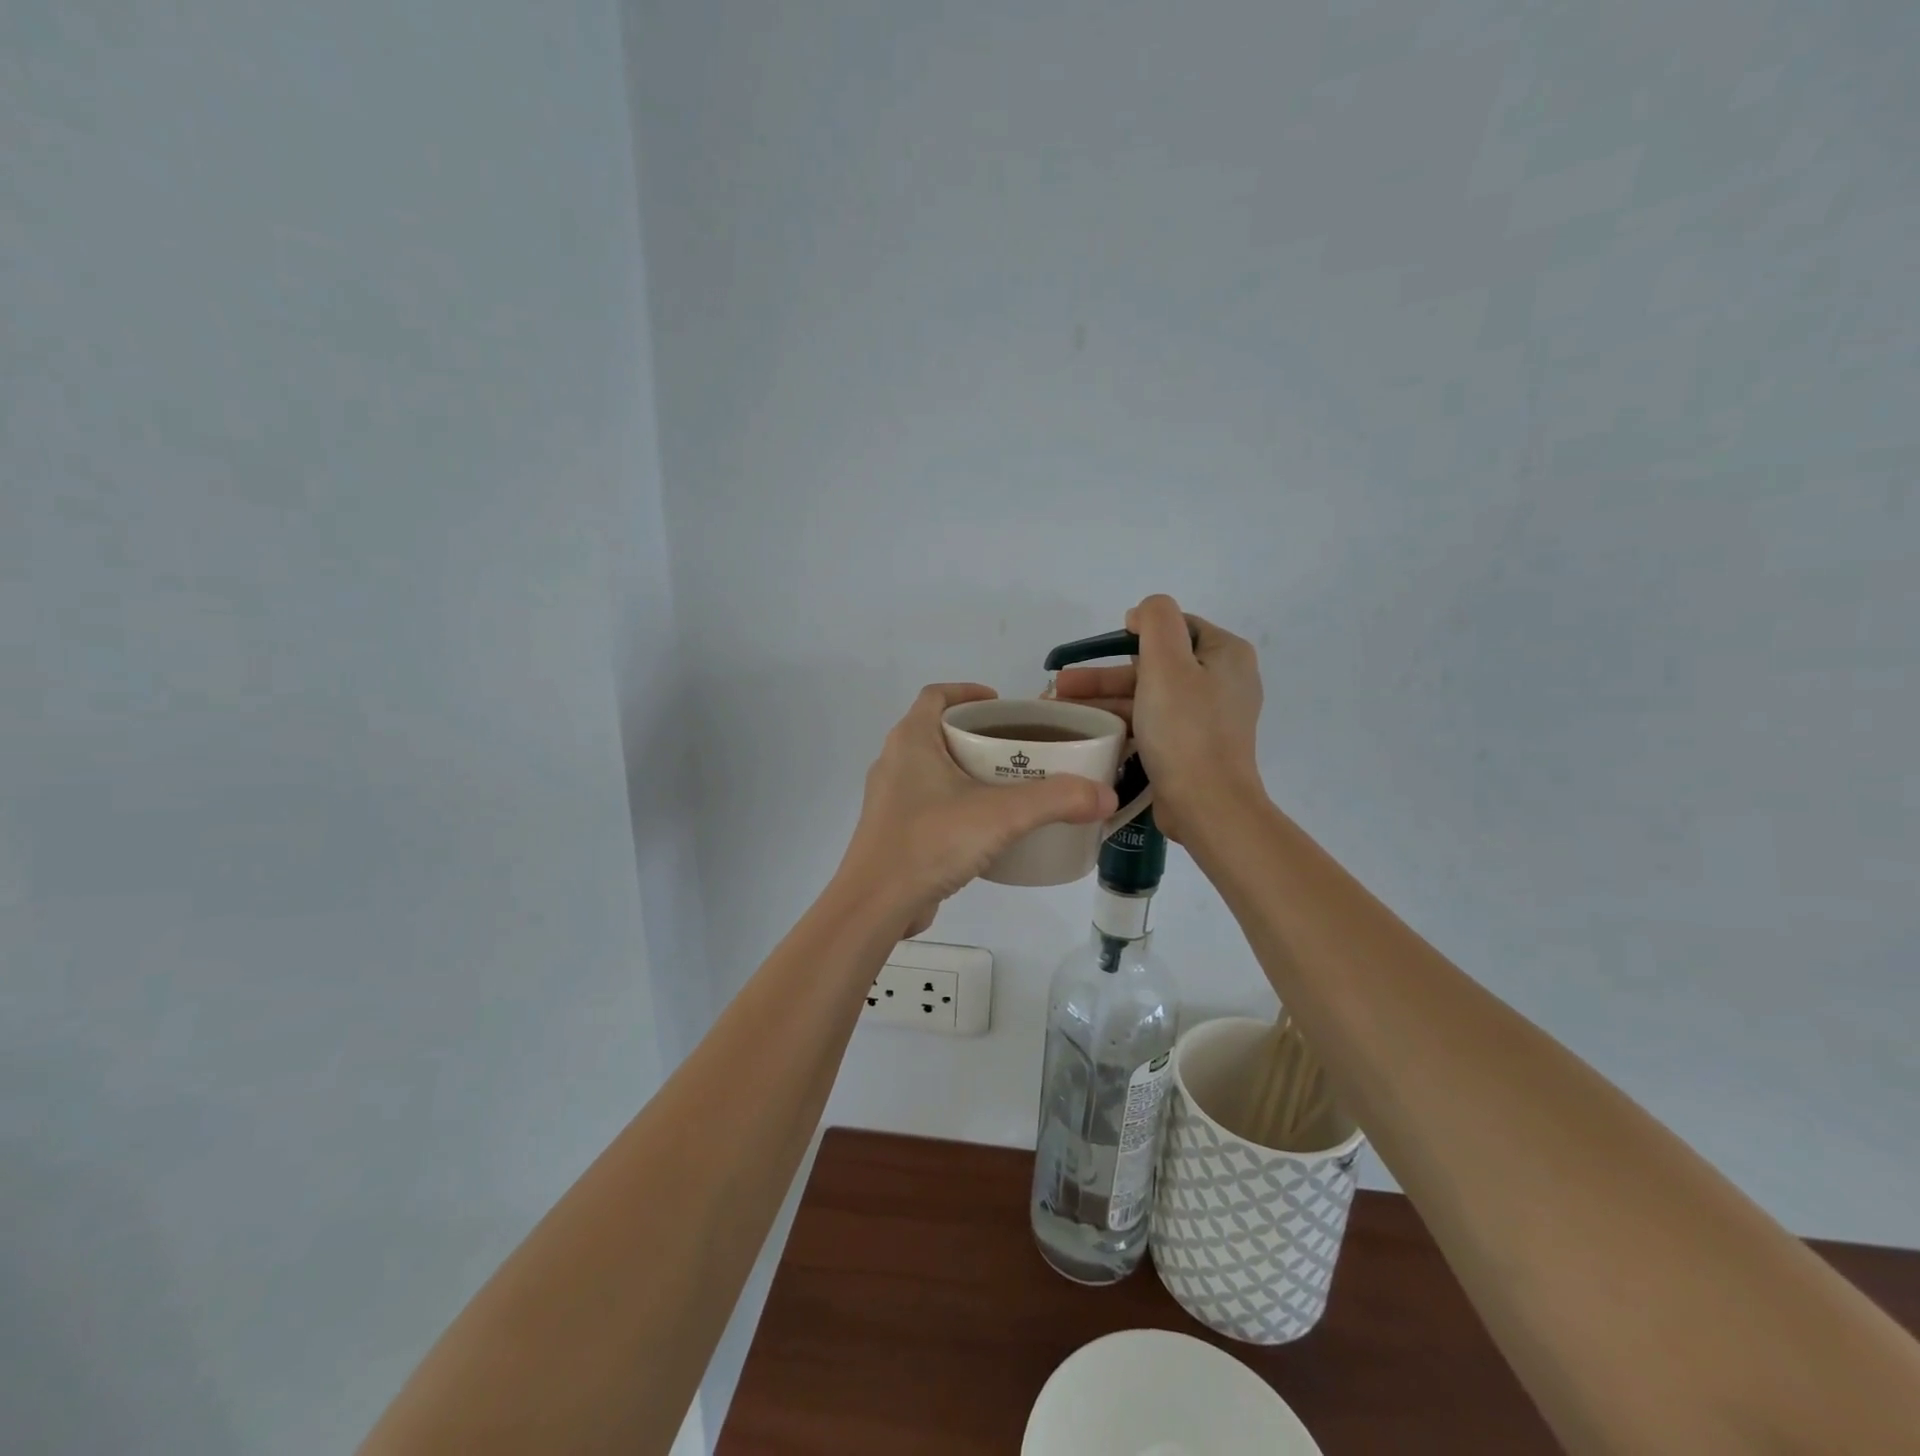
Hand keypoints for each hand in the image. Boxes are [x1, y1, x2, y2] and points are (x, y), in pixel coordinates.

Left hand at [838, 683, 1120, 937]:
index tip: (1003, 704)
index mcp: (911, 740)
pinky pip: (929, 802)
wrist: (875, 905)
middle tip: (1019, 747)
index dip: (969, 691)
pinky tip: (986, 826)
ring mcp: (890, 799)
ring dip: (968, 770)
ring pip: (934, 769)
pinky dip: (957, 802)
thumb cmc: (931, 842)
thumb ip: (1056, 800)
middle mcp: (894, 762)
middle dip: (978, 734)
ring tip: (1010, 785)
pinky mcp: (893, 831)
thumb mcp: (1002, 815)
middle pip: (938, 731)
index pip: (937, 695)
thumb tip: (1105, 795)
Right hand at [1050, 595, 1264, 843]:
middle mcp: (1223, 681)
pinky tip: (1090, 728)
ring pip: (1149, 695)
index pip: (1177, 626)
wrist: (1207, 804)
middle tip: (1064, 682)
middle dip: (1106, 673)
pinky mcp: (1193, 746)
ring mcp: (1208, 717)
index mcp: (1226, 654)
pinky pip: (1153, 722)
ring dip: (1106, 697)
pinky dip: (1122, 721)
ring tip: (1062, 706)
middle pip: (1156, 664)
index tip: (1103, 646)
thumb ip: (1156, 621)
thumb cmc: (1185, 729)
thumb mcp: (1167, 663)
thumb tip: (1143, 613)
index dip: (1137, 631)